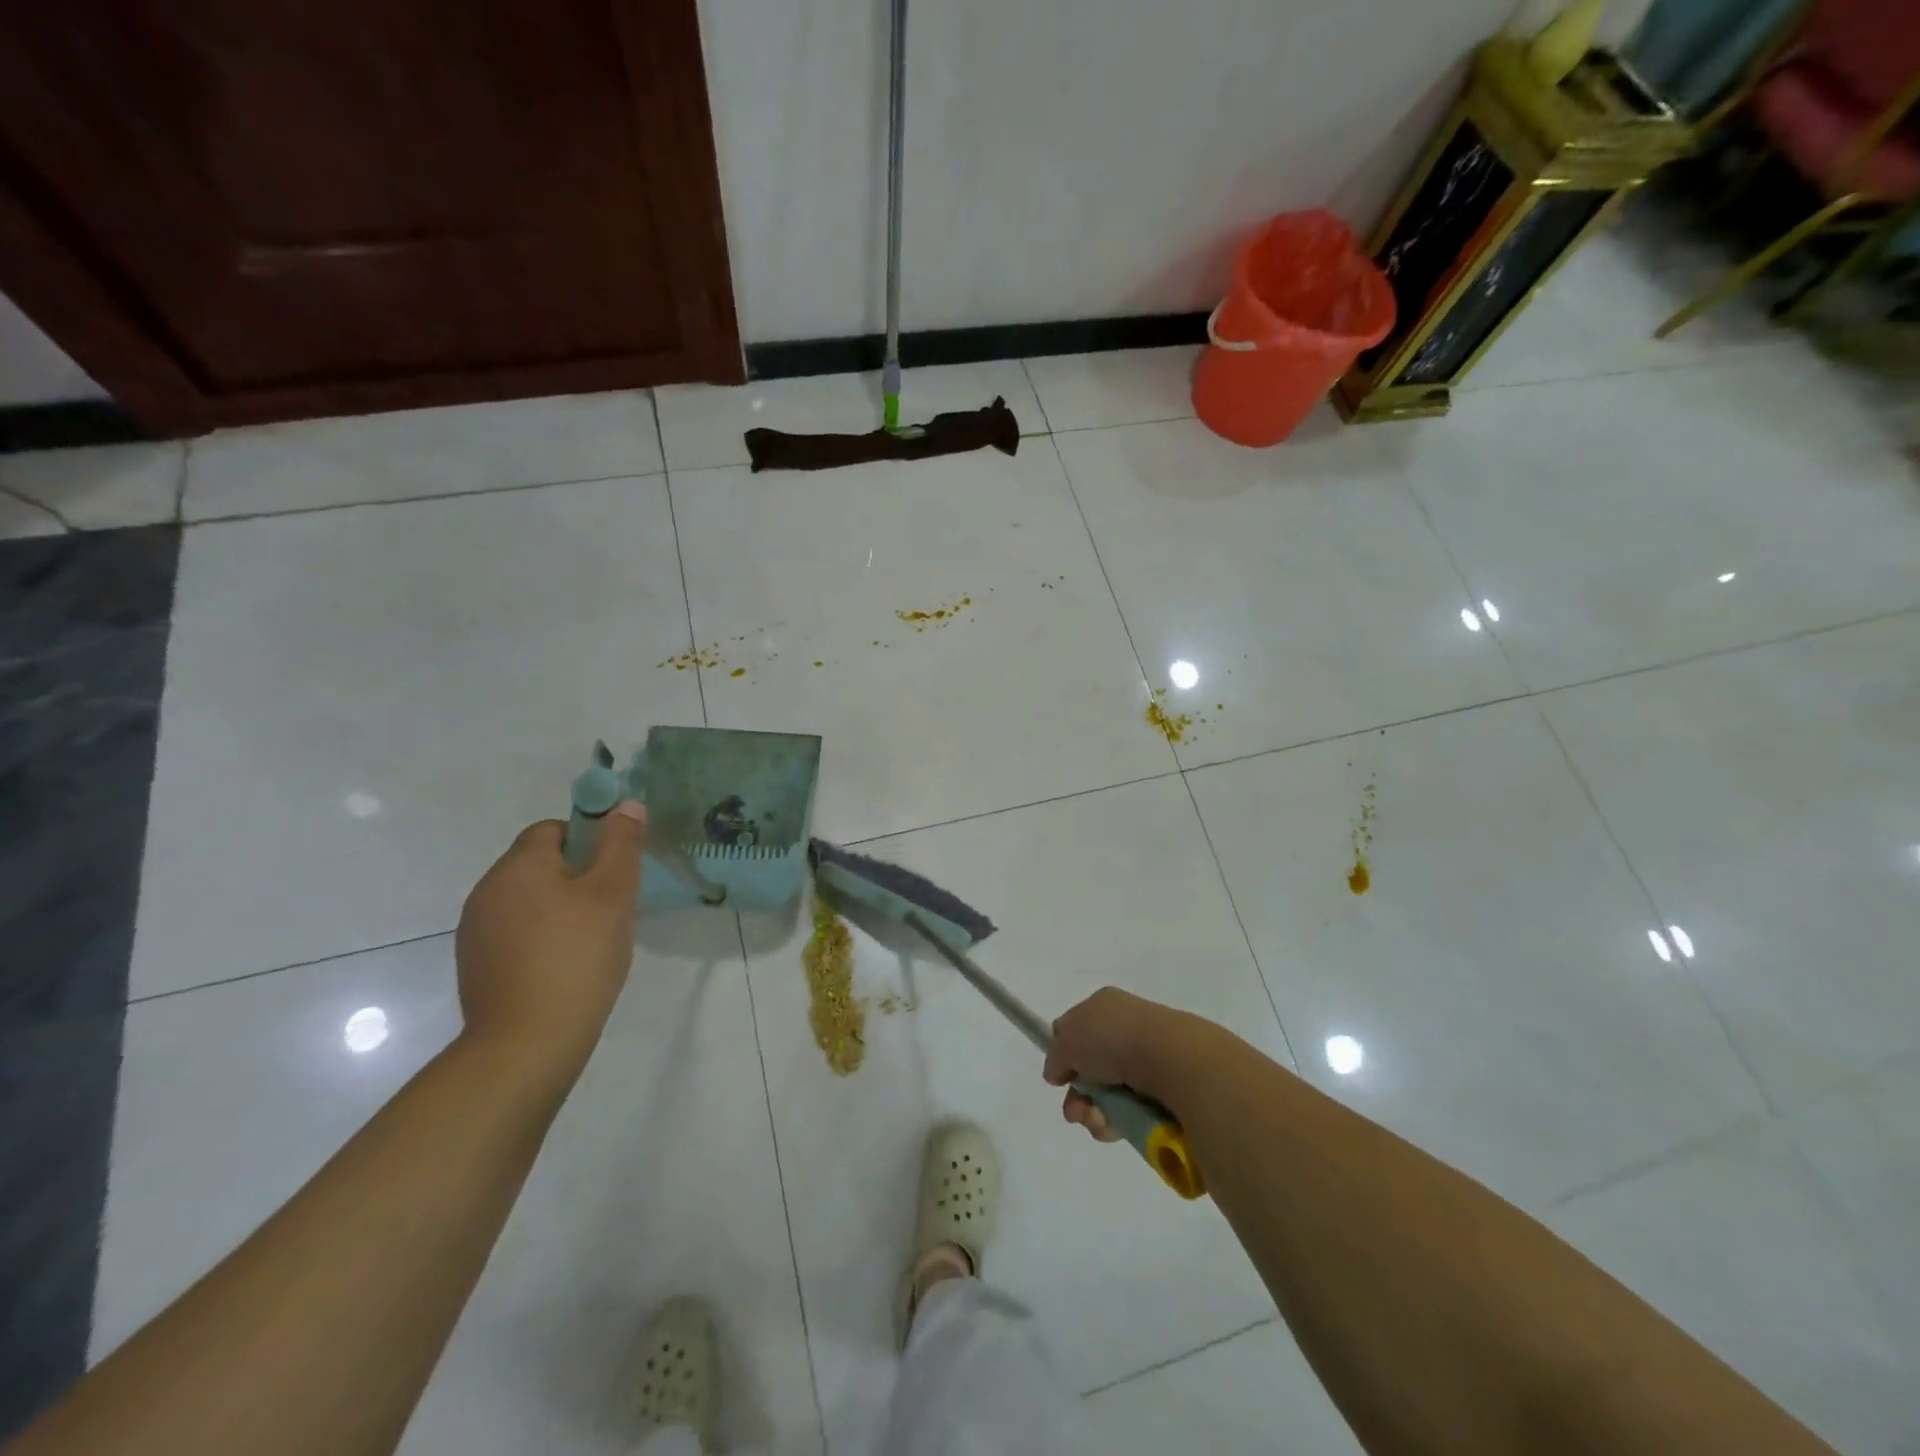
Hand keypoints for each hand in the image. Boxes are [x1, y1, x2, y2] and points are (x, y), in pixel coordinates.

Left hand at [454, 803, 645, 1077]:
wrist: (526, 1045)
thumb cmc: (577, 958)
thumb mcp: (613, 894)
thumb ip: (622, 845)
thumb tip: (627, 805)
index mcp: (517, 866)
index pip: (553, 829)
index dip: (590, 841)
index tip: (615, 873)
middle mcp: (487, 891)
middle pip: (540, 864)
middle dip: (579, 877)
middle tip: (613, 909)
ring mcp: (475, 931)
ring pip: (530, 900)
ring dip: (562, 909)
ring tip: (593, 942)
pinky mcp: (476, 965)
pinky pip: (517, 932)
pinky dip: (543, 938)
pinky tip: (567, 968)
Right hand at [1044, 987, 1207, 1142]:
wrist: (1170, 1059)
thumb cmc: (1113, 1040)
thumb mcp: (1067, 1040)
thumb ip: (1056, 1055)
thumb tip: (1056, 1071)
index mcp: (1105, 1005)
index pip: (1077, 1029)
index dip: (1065, 1055)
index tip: (1060, 1077)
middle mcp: (1128, 1027)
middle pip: (1092, 1068)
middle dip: (1079, 1096)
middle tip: (1077, 1112)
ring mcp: (1150, 1057)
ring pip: (1112, 1094)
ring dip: (1097, 1114)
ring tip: (1100, 1123)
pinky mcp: (1169, 1087)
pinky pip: (1135, 1109)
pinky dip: (1122, 1122)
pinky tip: (1120, 1127)